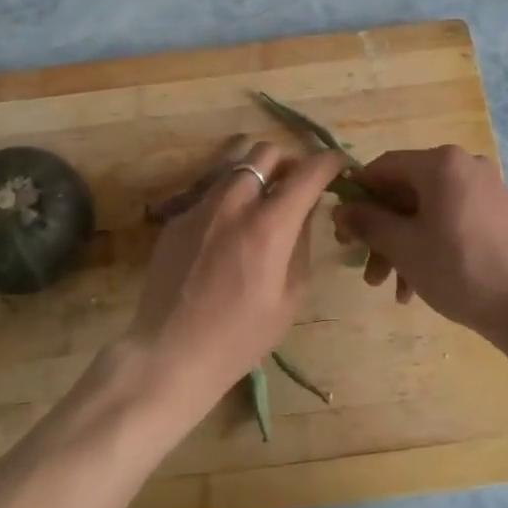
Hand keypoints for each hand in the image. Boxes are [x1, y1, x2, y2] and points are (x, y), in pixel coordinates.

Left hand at [128, 140, 346, 418]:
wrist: (170, 353)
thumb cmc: (240, 336)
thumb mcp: (290, 296)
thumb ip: (301, 243)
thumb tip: (305, 209)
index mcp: (269, 225)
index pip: (307, 172)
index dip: (329, 161)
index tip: (338, 165)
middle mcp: (233, 203)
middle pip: (266, 153)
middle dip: (288, 163)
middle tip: (296, 188)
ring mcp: (199, 207)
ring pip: (234, 167)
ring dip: (256, 177)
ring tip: (261, 205)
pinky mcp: (176, 218)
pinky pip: (209, 193)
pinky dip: (228, 200)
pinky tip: (227, 233)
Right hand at [332, 146, 507, 345]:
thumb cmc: (460, 268)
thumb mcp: (404, 247)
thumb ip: (367, 222)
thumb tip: (340, 209)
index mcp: (440, 163)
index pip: (382, 167)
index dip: (356, 197)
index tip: (342, 231)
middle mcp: (463, 166)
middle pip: (405, 192)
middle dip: (381, 232)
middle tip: (365, 268)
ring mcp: (484, 189)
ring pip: (426, 211)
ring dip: (402, 246)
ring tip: (389, 288)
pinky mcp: (497, 213)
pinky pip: (449, 221)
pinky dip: (428, 246)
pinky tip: (416, 287)